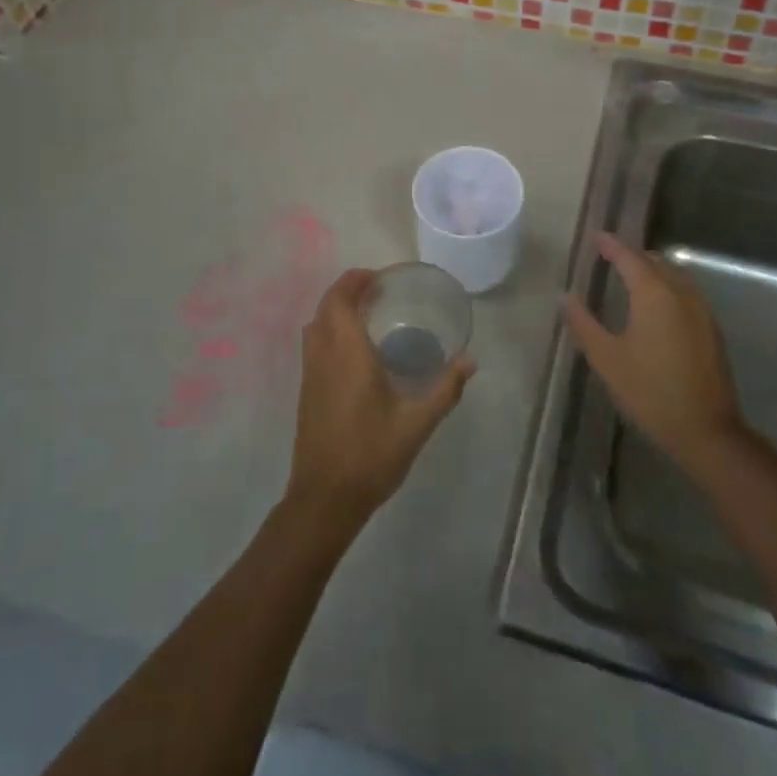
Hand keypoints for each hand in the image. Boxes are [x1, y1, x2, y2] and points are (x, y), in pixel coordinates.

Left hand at [285, 269, 474, 533]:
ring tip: (367, 315)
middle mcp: (323, 356)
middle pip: (325, 307)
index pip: (340, 299)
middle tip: (378, 292)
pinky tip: (355, 352)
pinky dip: (330, 332)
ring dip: (335, 311)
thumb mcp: (417, 423)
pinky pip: (314, 346)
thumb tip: (470, 361)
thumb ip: (445, 389)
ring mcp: (310, 374)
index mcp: (347, 354)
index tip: (379, 277)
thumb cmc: (372, 455)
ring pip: (315, 326)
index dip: (355, 280)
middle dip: (347, 291)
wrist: (325, 498)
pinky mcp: (306, 392)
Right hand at [564, 233, 744, 476]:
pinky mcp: (711, 328)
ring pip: (674, 275)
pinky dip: (667, 285)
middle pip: (655, 261)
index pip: (630, 257)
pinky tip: (656, 302)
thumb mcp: (606, 359)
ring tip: (631, 274)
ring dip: (652, 268)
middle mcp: (681, 293)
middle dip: (632, 254)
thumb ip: (584, 323)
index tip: (596, 236)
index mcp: (654, 294)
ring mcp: (701, 310)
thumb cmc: (650, 392)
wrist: (705, 430)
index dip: (611, 245)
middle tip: (609, 255)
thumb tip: (565, 296)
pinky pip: (686, 291)